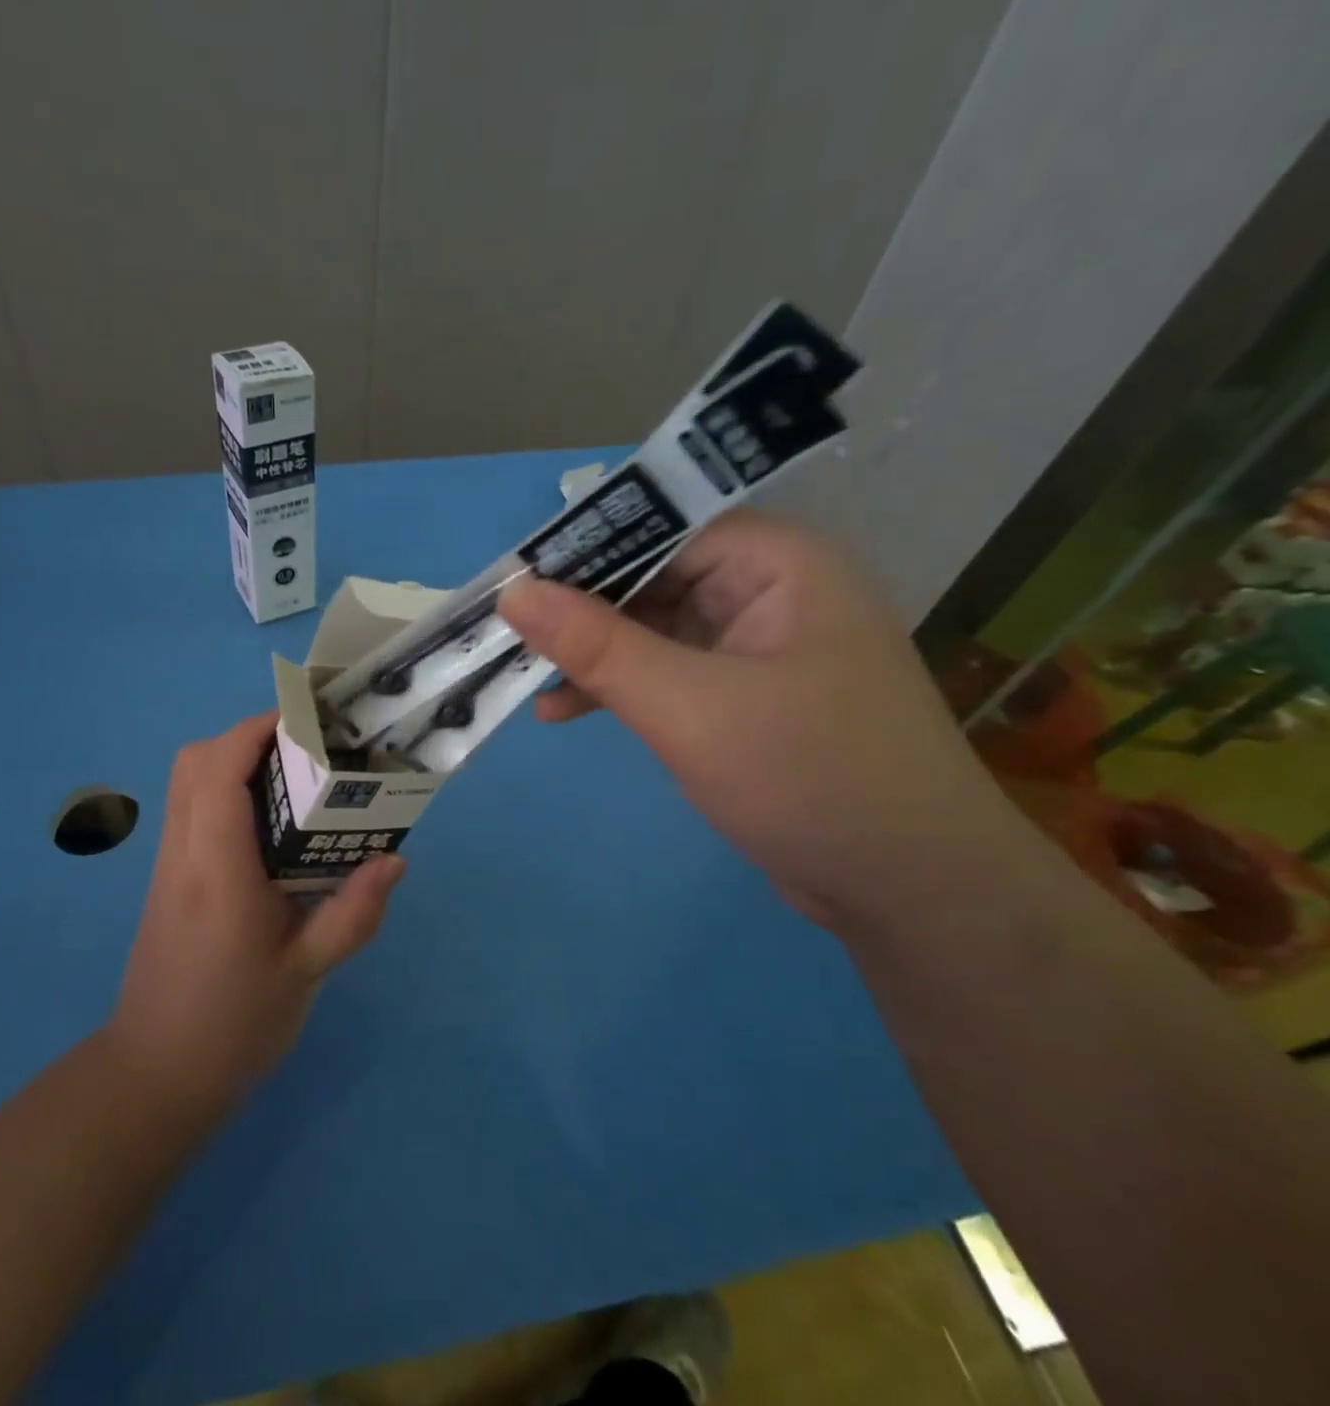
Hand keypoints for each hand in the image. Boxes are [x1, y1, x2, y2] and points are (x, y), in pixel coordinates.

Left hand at [107, 713, 404, 1117]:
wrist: (154, 1076)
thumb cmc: (232, 1027)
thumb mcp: (305, 974)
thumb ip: (352, 914)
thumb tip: (394, 858)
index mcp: (217, 870)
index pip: (220, 771)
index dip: (256, 730)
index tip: (304, 722)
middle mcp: (183, 854)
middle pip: (194, 762)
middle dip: (246, 738)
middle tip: (304, 753)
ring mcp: (168, 866)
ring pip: (186, 783)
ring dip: (233, 762)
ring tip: (294, 782)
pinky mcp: (167, 881)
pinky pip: (189, 811)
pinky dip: (223, 792)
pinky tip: (269, 830)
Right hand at [497, 511, 1024, 931]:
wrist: (912, 892)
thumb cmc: (810, 778)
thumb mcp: (689, 707)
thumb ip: (599, 646)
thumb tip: (515, 593)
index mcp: (778, 565)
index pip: (662, 527)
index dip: (584, 550)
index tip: (513, 580)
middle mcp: (770, 592)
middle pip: (653, 576)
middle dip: (580, 610)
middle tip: (506, 634)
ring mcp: (758, 646)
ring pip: (653, 627)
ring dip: (592, 654)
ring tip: (525, 676)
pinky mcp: (744, 696)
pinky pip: (666, 671)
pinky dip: (619, 688)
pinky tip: (563, 711)